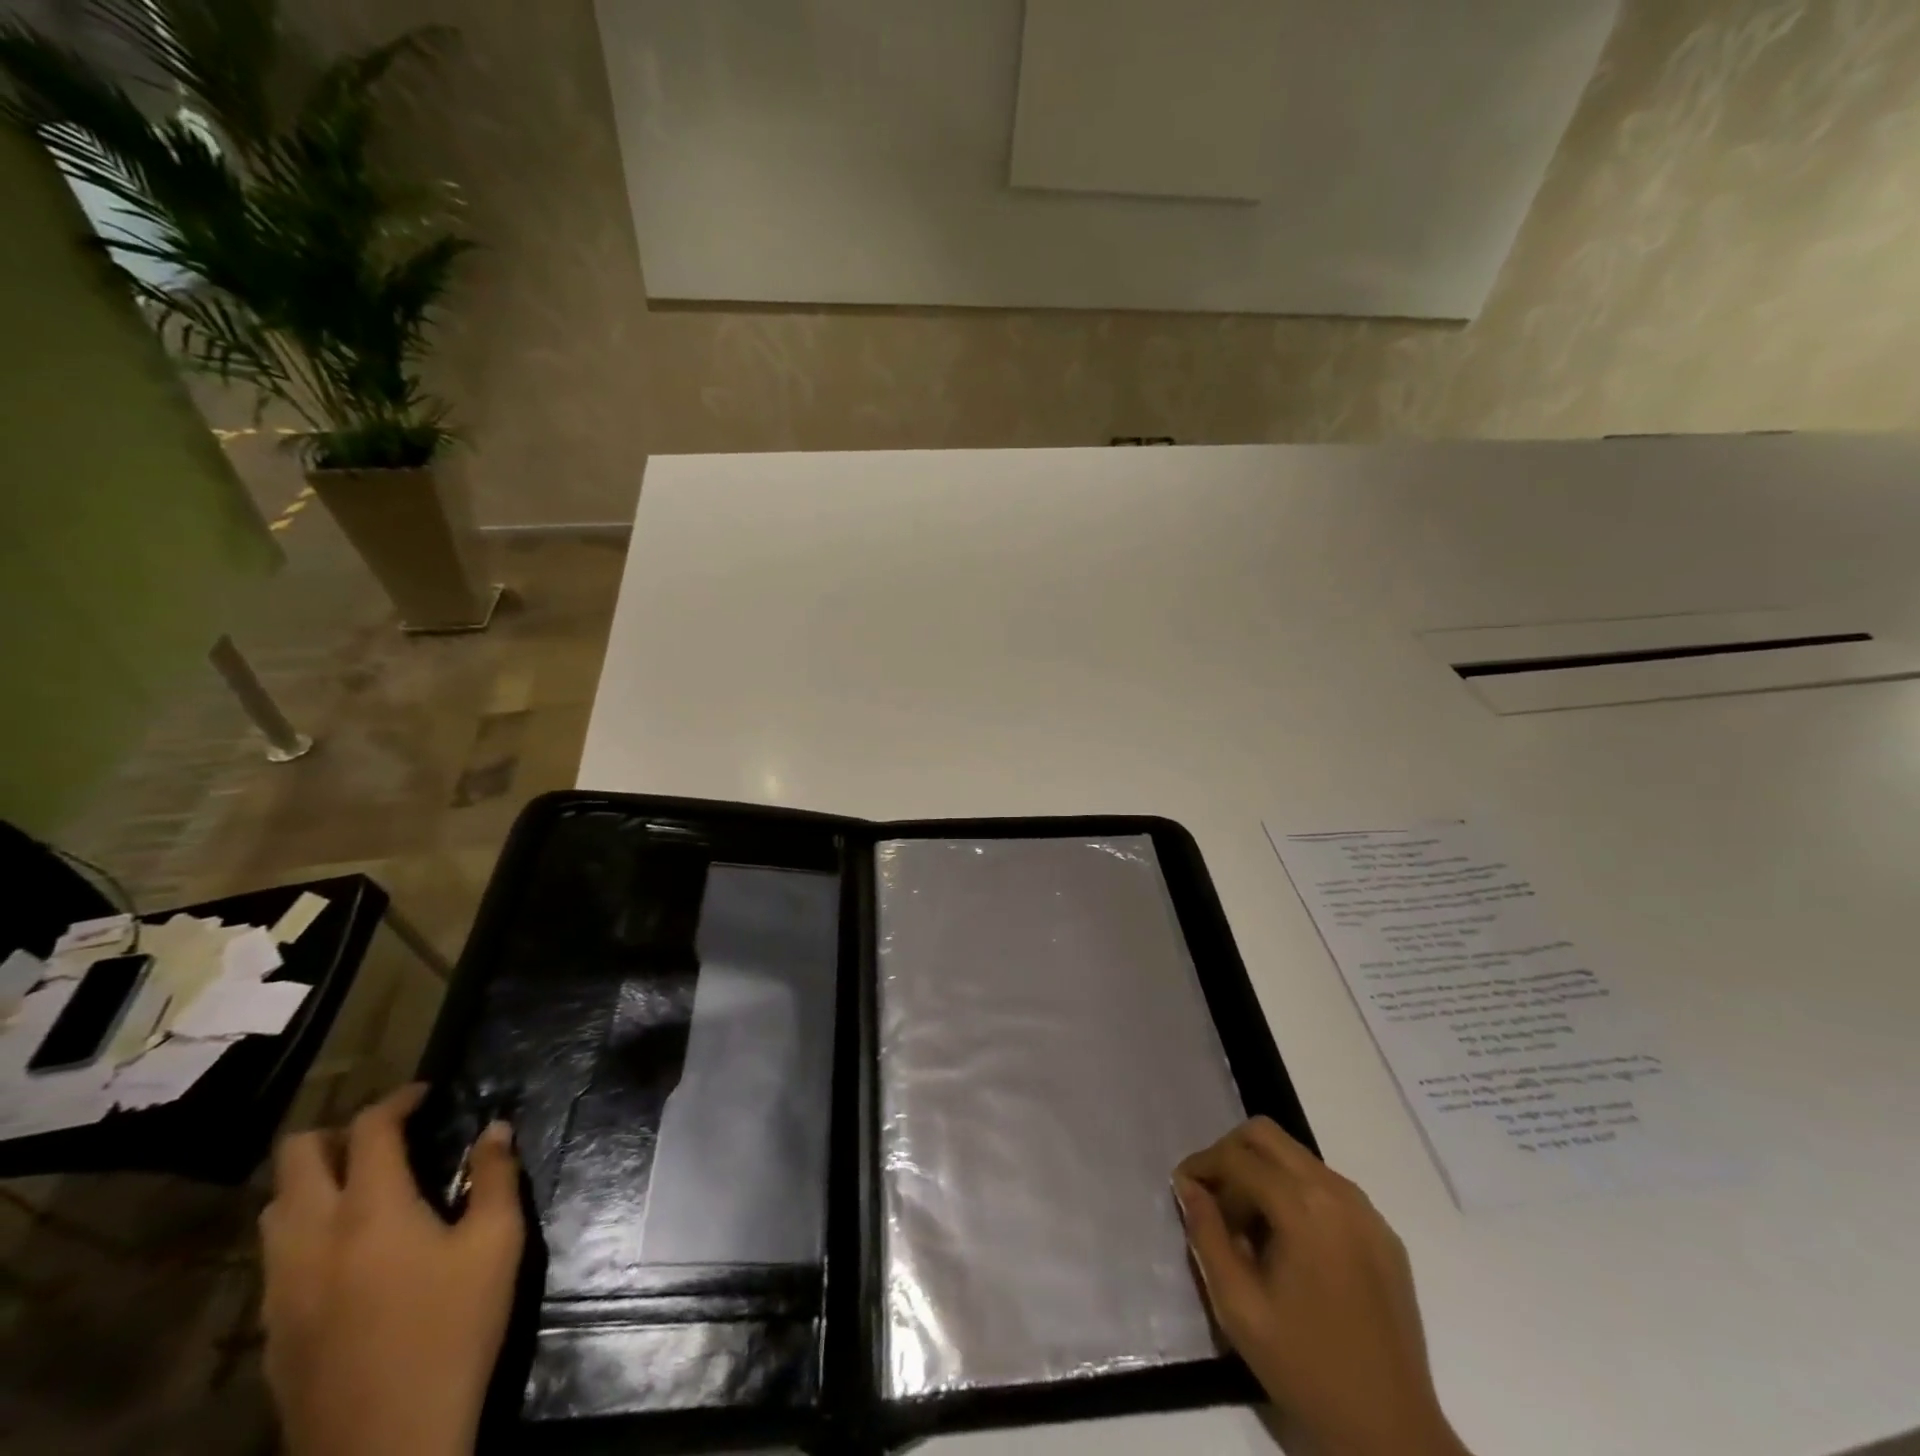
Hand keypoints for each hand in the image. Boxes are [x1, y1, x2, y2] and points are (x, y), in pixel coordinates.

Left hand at [260, 1083, 525, 1455]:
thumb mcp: (498, 1243)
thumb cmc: (453, 1328)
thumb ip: (496, 1176)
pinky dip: (306, 1227)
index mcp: (371, 1210)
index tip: (426, 1093)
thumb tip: (495, 1129)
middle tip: (386, 1135)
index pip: (368, 1129)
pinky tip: (348, 1249)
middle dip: (339, 1131)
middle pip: (295, 1157)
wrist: (387, 1445)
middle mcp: (313, 1237)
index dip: (396, 1099)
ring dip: (315, 1179)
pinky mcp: (271, 1330)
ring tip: (364, 1184)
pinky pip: (275, 1255)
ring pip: (276, 1207)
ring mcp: (281, 1288)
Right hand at [1174, 1118, 1467, 1455]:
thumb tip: (1188, 1185)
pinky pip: (1327, 1187)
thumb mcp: (1237, 1306)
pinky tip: (1289, 1245)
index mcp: (1303, 1206)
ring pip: (1297, 1157)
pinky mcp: (1383, 1234)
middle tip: (1213, 1198)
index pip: (1237, 1156)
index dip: (1202, 1164)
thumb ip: (1206, 1235)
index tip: (1182, 1188)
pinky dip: (1296, 1194)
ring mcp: (1366, 1211)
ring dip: (1263, 1174)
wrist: (1393, 1433)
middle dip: (1231, 1155)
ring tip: (1249, 1228)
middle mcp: (1337, 1192)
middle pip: (1267, 1136)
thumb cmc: (1306, 1368)